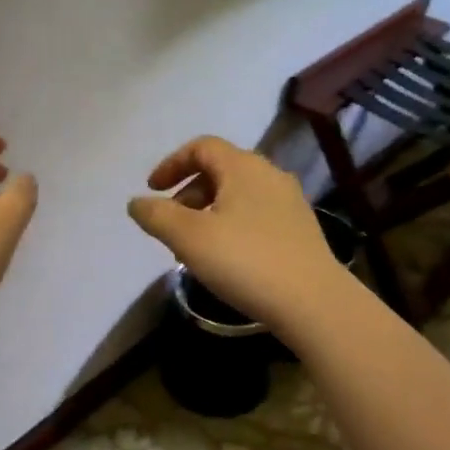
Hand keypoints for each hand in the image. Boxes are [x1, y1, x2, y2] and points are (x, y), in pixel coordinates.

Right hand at [128, 136, 342, 327]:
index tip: (152, 190)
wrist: (313, 302)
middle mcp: (270, 175)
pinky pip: (256, 215)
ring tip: (194, 246)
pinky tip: (227, 258)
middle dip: (188, 192)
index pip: (201, 147)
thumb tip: (136, 202)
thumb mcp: (188, 238)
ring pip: (238, 195)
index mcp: (243, 167)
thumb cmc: (245, 261)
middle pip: (220, 170)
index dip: (172, 164)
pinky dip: (232, 225)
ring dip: (209, 211)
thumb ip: (156, 215)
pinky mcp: (301, 230)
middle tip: (171, 224)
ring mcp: (290, 203)